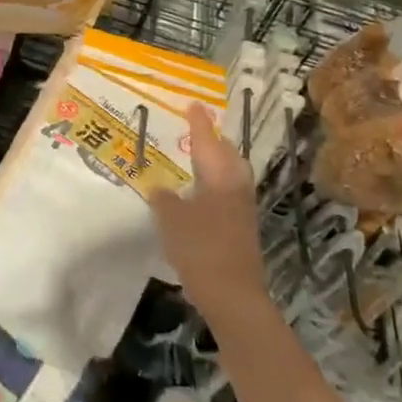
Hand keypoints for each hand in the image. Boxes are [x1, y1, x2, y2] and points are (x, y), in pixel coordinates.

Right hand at [146, 104, 270, 329]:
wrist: (233, 296)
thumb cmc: (200, 249)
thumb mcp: (170, 220)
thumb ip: (163, 198)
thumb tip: (159, 187)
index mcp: (219, 178)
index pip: (207, 142)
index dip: (199, 123)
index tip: (193, 104)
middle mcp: (235, 188)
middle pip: (229, 156)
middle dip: (214, 142)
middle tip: (196, 132)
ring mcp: (243, 210)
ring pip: (231, 175)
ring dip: (216, 163)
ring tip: (196, 160)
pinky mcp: (242, 230)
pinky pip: (229, 193)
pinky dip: (215, 184)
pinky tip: (199, 195)